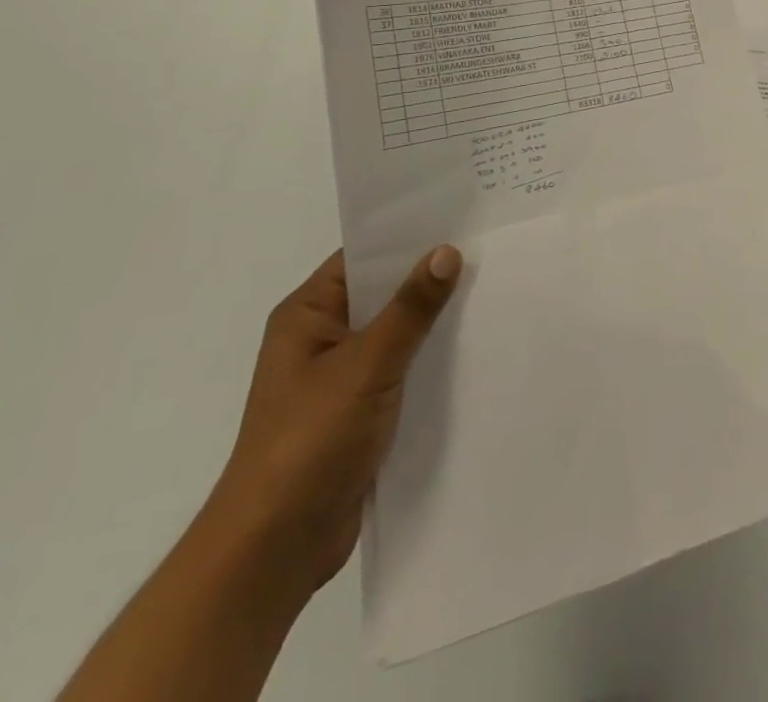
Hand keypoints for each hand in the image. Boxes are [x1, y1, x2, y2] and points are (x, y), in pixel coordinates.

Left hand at [204, 246, 462, 594]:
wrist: (274, 549)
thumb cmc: (309, 442)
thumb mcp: (366, 366)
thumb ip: (410, 309)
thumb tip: (447, 251)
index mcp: (307, 315)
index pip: (363, 257)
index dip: (409, 237)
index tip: (461, 217)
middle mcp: (321, 337)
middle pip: (383, 292)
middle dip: (430, 277)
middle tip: (488, 249)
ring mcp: (340, 376)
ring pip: (397, 331)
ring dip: (434, 320)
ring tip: (492, 289)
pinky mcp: (359, 410)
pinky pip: (402, 367)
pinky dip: (430, 357)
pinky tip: (473, 347)